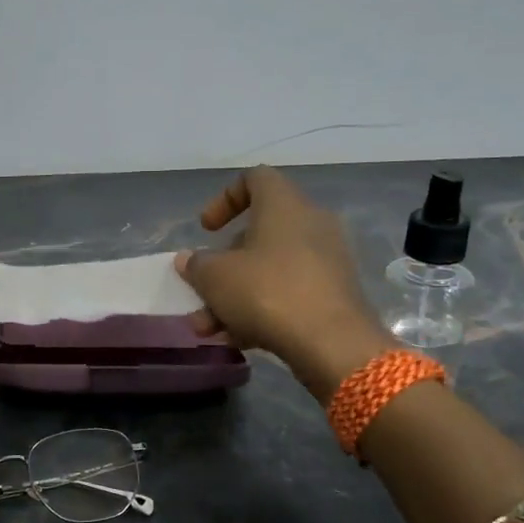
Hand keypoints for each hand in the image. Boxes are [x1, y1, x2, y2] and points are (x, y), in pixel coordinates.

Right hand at [175, 167, 389, 395]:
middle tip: (202, 292)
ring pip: (270, 270)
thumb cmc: (267, 292)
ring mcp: (327, 260)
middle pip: (258, 234)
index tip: (206, 229)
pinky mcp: (335, 293)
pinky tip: (239, 339)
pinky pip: (289, 292)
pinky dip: (262, 309)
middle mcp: (311, 223)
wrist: (332, 343)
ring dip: (235, 296)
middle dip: (223, 266)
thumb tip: (189, 260)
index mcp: (284, 204)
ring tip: (210, 329)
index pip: (255, 179)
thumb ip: (196, 265)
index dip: (224, 199)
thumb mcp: (215, 277)